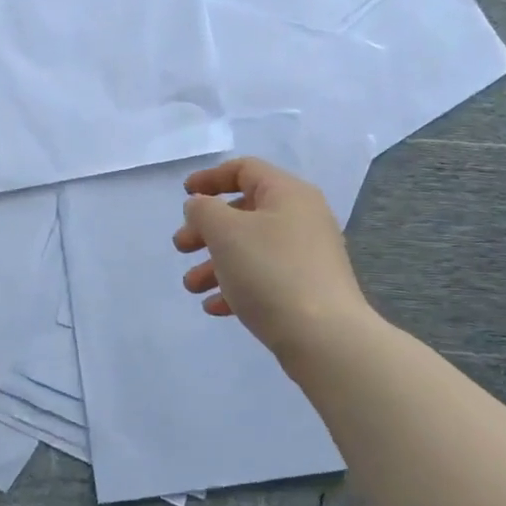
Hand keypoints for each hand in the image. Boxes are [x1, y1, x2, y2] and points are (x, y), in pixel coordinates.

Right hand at [174, 157, 372, 362]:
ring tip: (192, 287)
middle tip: (181, 247)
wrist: (324, 336)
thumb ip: (204, 210)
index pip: (245, 169)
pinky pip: (263, 278)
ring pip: (250, 249)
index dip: (210, 178)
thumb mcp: (225, 232)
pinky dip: (236, 286)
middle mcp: (301, 218)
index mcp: (287, 194)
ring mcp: (306, 256)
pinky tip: (215, 307)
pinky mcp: (306, 289)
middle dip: (206, 229)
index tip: (184, 195)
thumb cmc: (270, 271)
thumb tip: (201, 206)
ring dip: (214, 263)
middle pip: (244, 212)